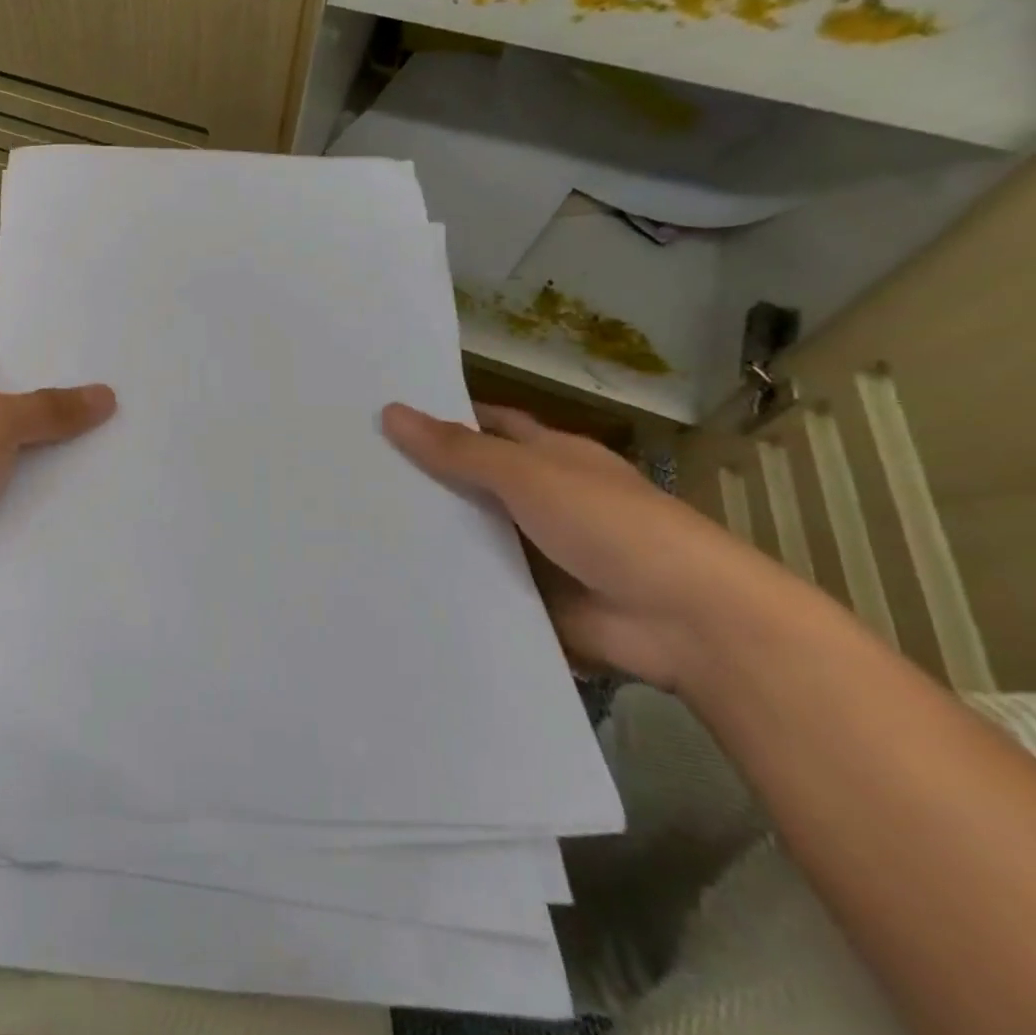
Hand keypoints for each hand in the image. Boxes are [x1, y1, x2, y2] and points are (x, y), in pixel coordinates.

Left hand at [0, 273, 115, 604]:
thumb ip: (52, 408)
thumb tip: (107, 396)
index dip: (13, 282)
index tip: (65, 276)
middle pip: (9, 355)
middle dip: (56, 349)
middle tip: (115, 338)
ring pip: (21, 410)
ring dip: (60, 409)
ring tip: (124, 392)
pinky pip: (22, 456)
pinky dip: (52, 455)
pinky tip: (100, 452)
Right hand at [382, 402, 800, 690]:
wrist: (687, 623)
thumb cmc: (612, 525)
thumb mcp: (529, 475)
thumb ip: (459, 450)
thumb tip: (390, 411)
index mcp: (549, 456)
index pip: (485, 426)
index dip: (439, 418)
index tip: (380, 417)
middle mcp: (540, 498)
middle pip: (469, 480)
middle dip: (420, 477)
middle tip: (348, 471)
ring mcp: (535, 550)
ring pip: (468, 533)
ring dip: (427, 531)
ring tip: (351, 522)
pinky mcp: (529, 598)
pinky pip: (476, 582)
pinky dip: (443, 579)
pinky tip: (388, 575)